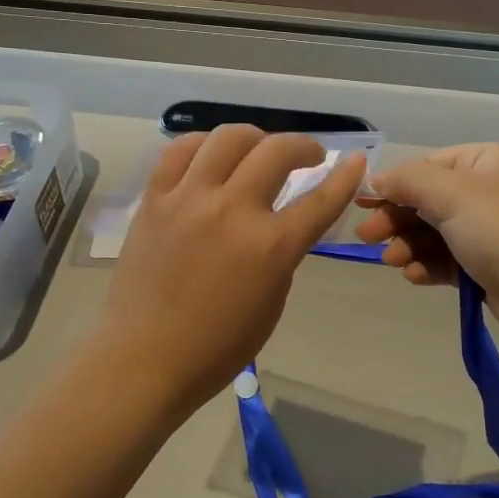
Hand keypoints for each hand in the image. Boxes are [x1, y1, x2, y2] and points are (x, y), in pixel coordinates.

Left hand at [90, 126, 365, 423]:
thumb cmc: (216, 347)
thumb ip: (281, 254)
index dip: (345, 177)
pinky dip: (204, 144)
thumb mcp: (271, 303)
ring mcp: (189, 199)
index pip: (320, 200)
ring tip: (259, 151)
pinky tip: (212, 155)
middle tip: (309, 156)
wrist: (143, 359)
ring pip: (229, 138)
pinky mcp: (155, 198)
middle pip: (277, 151)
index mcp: (270, 247)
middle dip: (304, 146)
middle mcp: (232, 211)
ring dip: (256, 138)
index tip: (356, 161)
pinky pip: (181, 150)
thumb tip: (279, 222)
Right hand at [355, 142, 498, 352]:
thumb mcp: (452, 195)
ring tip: (394, 262)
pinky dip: (427, 265)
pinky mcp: (487, 266)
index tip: (362, 204)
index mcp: (487, 162)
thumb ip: (408, 181)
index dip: (394, 184)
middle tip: (368, 238)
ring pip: (433, 232)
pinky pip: (446, 259)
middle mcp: (489, 191)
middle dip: (396, 219)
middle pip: (427, 200)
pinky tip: (414, 276)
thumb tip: (375, 178)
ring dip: (408, 245)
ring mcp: (490, 230)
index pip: (428, 166)